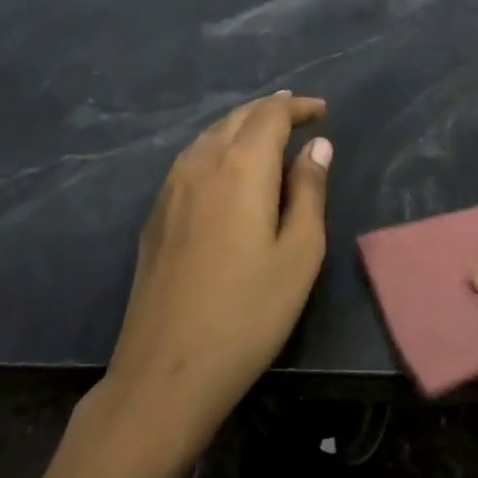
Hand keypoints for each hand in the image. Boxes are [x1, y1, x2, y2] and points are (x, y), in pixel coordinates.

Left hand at [103, 92, 331, 444]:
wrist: (167, 371)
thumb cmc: (248, 313)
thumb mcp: (300, 254)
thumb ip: (309, 191)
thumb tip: (317, 146)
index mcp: (240, 168)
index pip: (269, 115)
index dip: (297, 106)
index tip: (322, 111)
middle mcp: (199, 165)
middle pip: (236, 118)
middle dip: (269, 110)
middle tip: (299, 115)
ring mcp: (169, 190)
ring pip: (209, 136)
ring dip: (241, 126)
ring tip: (267, 134)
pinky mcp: (155, 215)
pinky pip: (191, 160)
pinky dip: (217, 148)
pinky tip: (227, 168)